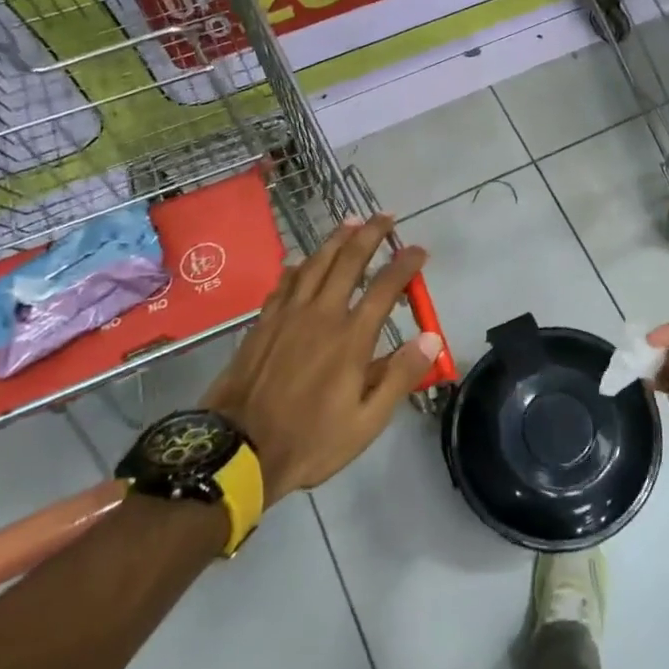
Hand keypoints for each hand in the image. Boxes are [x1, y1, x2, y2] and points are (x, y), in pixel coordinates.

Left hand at [202, 214, 442, 504]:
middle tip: (385, 217)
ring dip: (335, 239)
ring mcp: (287, 316)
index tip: (419, 250)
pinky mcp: (263, 324)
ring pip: (315, 264)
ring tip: (350, 222)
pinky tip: (302, 261)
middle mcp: (321, 315)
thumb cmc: (310, 440)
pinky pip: (284, 283)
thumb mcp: (367, 422)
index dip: (405, 264)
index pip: (385, 288)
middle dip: (370, 234)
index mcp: (350, 339)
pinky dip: (299, 266)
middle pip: (348, 262)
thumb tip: (431, 337)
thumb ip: (400, 376)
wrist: (237, 452)